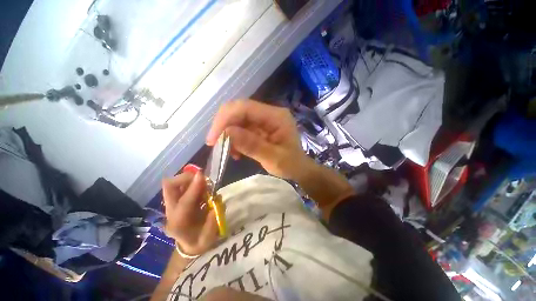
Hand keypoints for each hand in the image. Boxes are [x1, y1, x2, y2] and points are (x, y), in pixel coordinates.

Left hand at [162, 172, 217, 255]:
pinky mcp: (177, 201)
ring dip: (189, 179)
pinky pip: (181, 186)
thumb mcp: (208, 238)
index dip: (193, 187)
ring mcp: (172, 205)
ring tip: (204, 182)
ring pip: (174, 184)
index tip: (202, 174)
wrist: (188, 246)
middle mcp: (171, 212)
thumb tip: (217, 201)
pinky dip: (191, 182)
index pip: (184, 202)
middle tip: (201, 176)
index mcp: (178, 223)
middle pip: (169, 187)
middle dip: (185, 177)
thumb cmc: (199, 243)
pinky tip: (202, 187)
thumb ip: (212, 220)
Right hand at [206, 99, 310, 179]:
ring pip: (238, 120)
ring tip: (228, 152)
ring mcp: (264, 120)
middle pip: (239, 110)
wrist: (299, 168)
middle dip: (223, 126)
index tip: (213, 138)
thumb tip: (227, 132)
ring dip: (228, 134)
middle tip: (215, 144)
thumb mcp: (274, 158)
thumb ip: (252, 145)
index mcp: (276, 116)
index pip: (245, 107)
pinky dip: (234, 139)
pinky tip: (236, 152)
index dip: (225, 119)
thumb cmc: (291, 164)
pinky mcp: (260, 127)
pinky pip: (241, 128)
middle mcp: (269, 113)